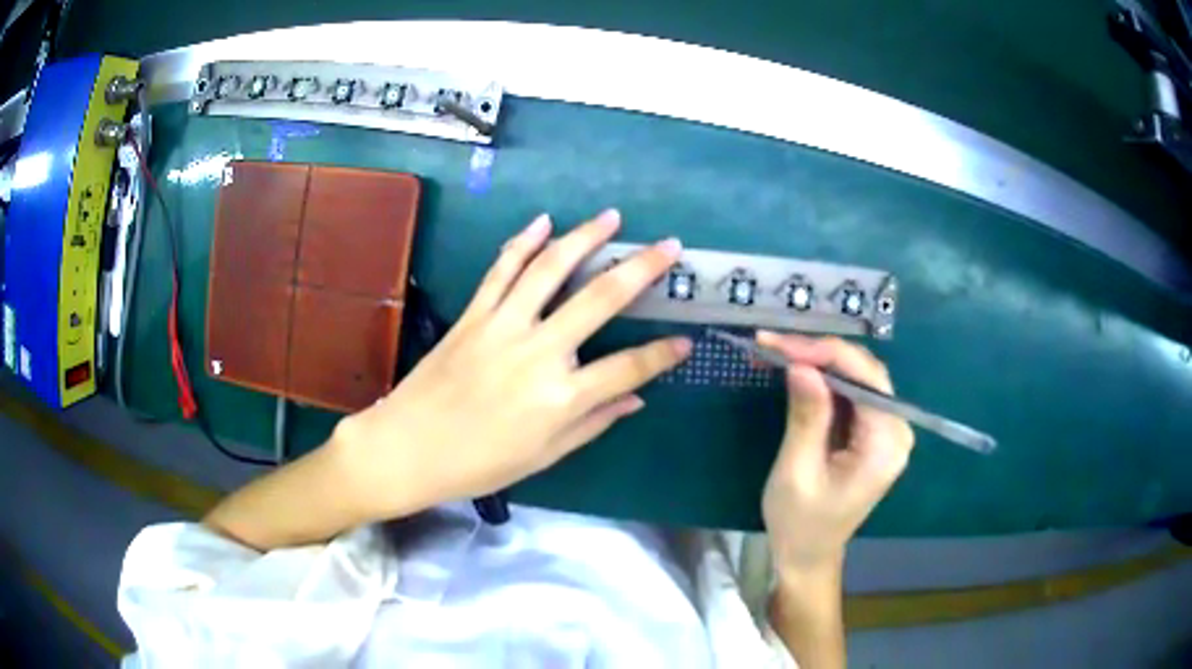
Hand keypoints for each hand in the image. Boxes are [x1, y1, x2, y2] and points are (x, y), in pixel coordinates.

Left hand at [334, 210, 691, 518]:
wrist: (407, 449)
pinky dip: (522, 242)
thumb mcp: (543, 455)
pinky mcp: (473, 315)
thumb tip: (636, 399)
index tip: (685, 340)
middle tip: (669, 245)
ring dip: (584, 237)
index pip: (628, 367)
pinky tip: (543, 221)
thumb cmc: (479, 464)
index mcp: (561, 398)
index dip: (662, 354)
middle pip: (601, 299)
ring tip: (611, 217)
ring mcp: (503, 326)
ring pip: (550, 269)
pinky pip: (502, 270)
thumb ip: (593, 422)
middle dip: (642, 268)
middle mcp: (538, 352)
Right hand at [759, 332, 913, 578]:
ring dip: (819, 362)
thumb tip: (801, 365)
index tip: (778, 345)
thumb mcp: (796, 472)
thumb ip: (806, 416)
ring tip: (777, 353)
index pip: (864, 378)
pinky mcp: (872, 433)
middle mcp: (897, 430)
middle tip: (772, 346)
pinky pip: (852, 393)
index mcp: (885, 443)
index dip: (823, 353)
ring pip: (858, 376)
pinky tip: (797, 371)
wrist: (807, 555)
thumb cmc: (800, 523)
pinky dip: (824, 379)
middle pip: (865, 371)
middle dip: (819, 353)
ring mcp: (887, 431)